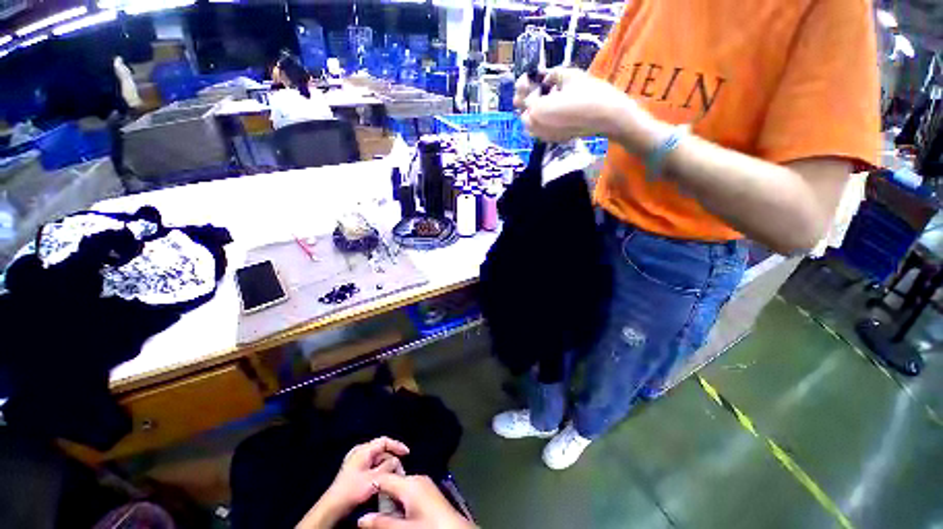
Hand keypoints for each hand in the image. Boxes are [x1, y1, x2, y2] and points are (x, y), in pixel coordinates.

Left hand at [297, 437, 409, 528]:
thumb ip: (389, 466)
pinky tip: (383, 481)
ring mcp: (356, 461)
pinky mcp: (354, 471)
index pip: (385, 441)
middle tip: (401, 471)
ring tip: (394, 478)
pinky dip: (379, 471)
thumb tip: (397, 460)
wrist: (333, 507)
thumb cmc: (353, 490)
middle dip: (392, 460)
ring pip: (377, 459)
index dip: (397, 445)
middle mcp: (359, 451)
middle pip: (381, 451)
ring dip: (386, 467)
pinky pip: (371, 466)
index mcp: (364, 449)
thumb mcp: (375, 478)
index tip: (407, 453)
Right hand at [357, 474, 475, 528]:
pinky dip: (402, 502)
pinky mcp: (429, 491)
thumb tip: (361, 519)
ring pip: (401, 488)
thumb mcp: (404, 528)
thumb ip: (382, 523)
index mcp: (410, 483)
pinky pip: (410, 492)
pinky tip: (401, 515)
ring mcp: (424, 484)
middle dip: (382, 497)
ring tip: (385, 516)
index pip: (384, 478)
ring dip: (392, 502)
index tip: (361, 499)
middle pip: (393, 483)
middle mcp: (417, 478)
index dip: (371, 487)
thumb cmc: (429, 527)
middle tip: (372, 512)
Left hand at [515, 67, 658, 147]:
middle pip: (523, 112)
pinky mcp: (553, 140)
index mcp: (537, 109)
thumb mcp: (571, 76)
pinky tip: (551, 112)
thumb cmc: (590, 93)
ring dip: (532, 113)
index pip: (522, 96)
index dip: (524, 84)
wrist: (607, 117)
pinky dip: (539, 122)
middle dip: (526, 100)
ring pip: (529, 125)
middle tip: (536, 88)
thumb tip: (545, 76)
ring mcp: (544, 135)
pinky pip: (539, 132)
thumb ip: (552, 74)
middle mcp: (536, 125)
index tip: (528, 76)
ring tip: (543, 100)